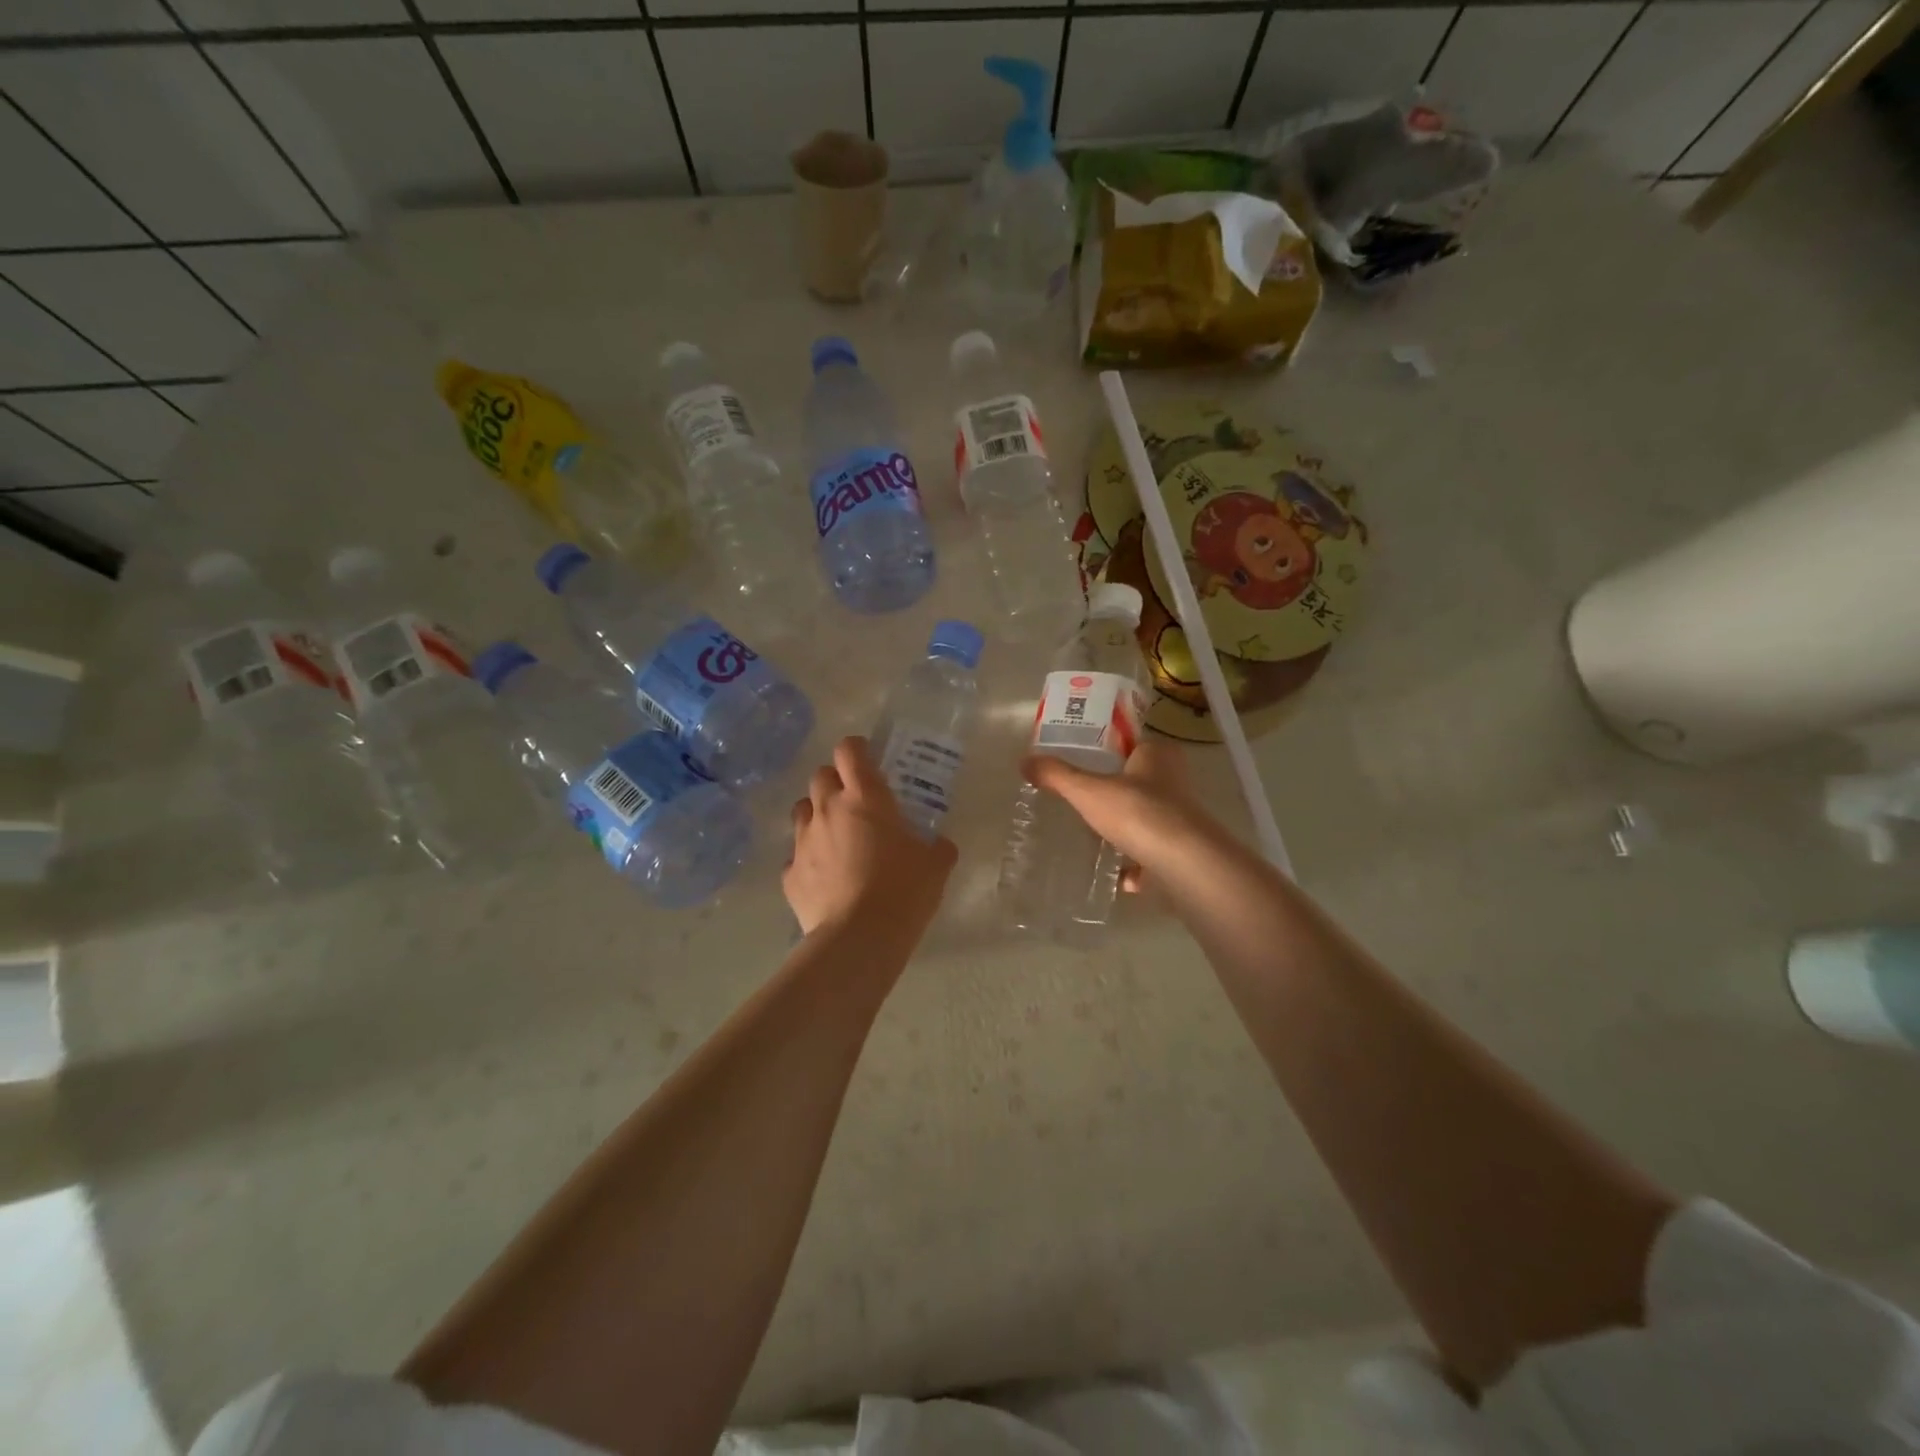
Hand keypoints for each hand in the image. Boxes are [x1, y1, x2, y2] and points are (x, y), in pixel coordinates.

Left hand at [784, 736, 956, 938]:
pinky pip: (796, 855)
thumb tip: (941, 845)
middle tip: (855, 802)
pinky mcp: (789, 874)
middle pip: (820, 776)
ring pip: (802, 810)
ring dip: (817, 815)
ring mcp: (803, 841)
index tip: (868, 760)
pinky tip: (825, 877)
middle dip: (835, 782)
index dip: (857, 749)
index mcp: (865, 798)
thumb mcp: (935, 866)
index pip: (849, 750)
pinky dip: (809, 859)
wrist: (859, 939)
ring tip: (836, 836)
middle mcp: (828, 810)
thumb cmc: (903, 891)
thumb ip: (937, 847)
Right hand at [1021, 738, 1216, 895]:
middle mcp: (1175, 782)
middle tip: (1082, 800)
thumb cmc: (1138, 812)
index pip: (1132, 744)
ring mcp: (1181, 819)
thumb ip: (1057, 776)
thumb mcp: (1088, 790)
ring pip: (1146, 818)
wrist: (1183, 864)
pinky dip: (1134, 865)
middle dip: (1115, 792)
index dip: (1108, 751)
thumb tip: (1025, 761)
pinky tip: (1113, 874)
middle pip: (1138, 782)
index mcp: (1158, 755)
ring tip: (1093, 837)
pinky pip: (1151, 854)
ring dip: (1125, 829)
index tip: (1083, 762)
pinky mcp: (1182, 852)